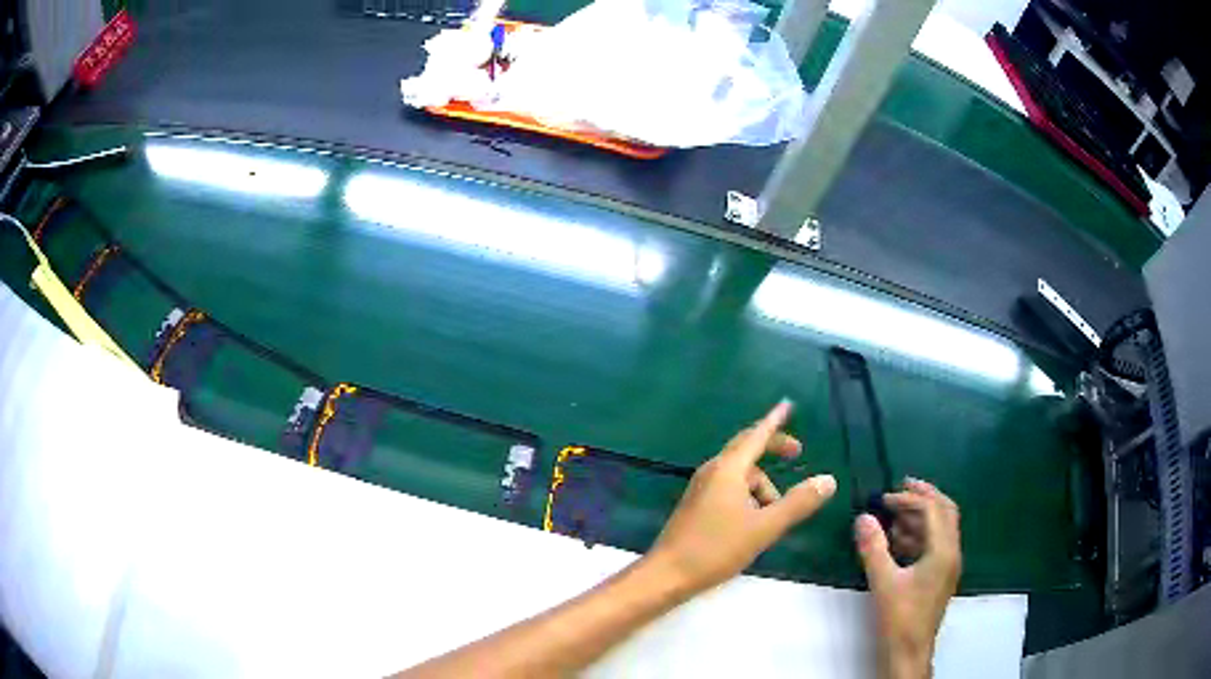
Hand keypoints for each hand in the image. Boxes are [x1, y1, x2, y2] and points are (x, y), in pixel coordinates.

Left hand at [646, 400, 836, 593]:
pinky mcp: (697, 505)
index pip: (757, 435)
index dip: (775, 420)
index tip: (787, 404)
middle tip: (797, 453)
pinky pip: (729, 488)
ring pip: (740, 475)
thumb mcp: (765, 527)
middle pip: (747, 450)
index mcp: (728, 469)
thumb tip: (828, 479)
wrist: (667, 574)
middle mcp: (713, 471)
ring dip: (762, 486)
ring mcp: (701, 488)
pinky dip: (748, 496)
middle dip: (772, 449)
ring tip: (774, 515)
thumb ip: (798, 503)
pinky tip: (754, 522)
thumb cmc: (716, 548)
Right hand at [855, 479, 961, 678]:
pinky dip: (919, 534)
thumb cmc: (899, 618)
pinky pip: (935, 543)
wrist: (909, 651)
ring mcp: (948, 564)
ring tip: (894, 516)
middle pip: (945, 512)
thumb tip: (863, 518)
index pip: (932, 510)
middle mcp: (952, 552)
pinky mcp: (941, 575)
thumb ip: (873, 548)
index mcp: (943, 551)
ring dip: (920, 517)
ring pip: (941, 528)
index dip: (910, 499)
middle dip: (924, 496)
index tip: (884, 498)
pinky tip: (898, 541)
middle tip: (901, 486)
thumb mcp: (883, 582)